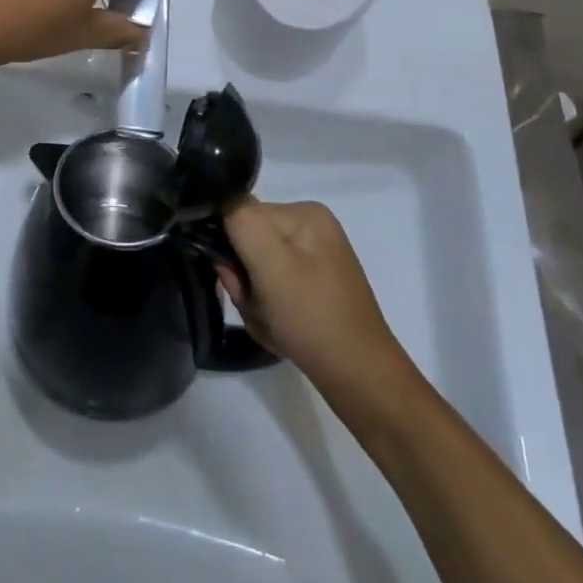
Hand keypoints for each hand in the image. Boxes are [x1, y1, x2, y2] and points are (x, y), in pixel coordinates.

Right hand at [219, 198, 409, 394]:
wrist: (360, 380)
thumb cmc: (313, 317)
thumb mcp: (269, 262)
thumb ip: (240, 220)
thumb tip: (221, 202)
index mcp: (304, 212)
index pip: (243, 214)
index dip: (230, 246)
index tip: (237, 279)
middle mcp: (311, 228)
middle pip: (249, 243)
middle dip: (243, 278)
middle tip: (257, 307)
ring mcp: (316, 260)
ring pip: (258, 270)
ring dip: (253, 298)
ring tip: (271, 322)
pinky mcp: (316, 289)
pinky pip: (274, 290)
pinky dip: (268, 310)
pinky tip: (282, 330)